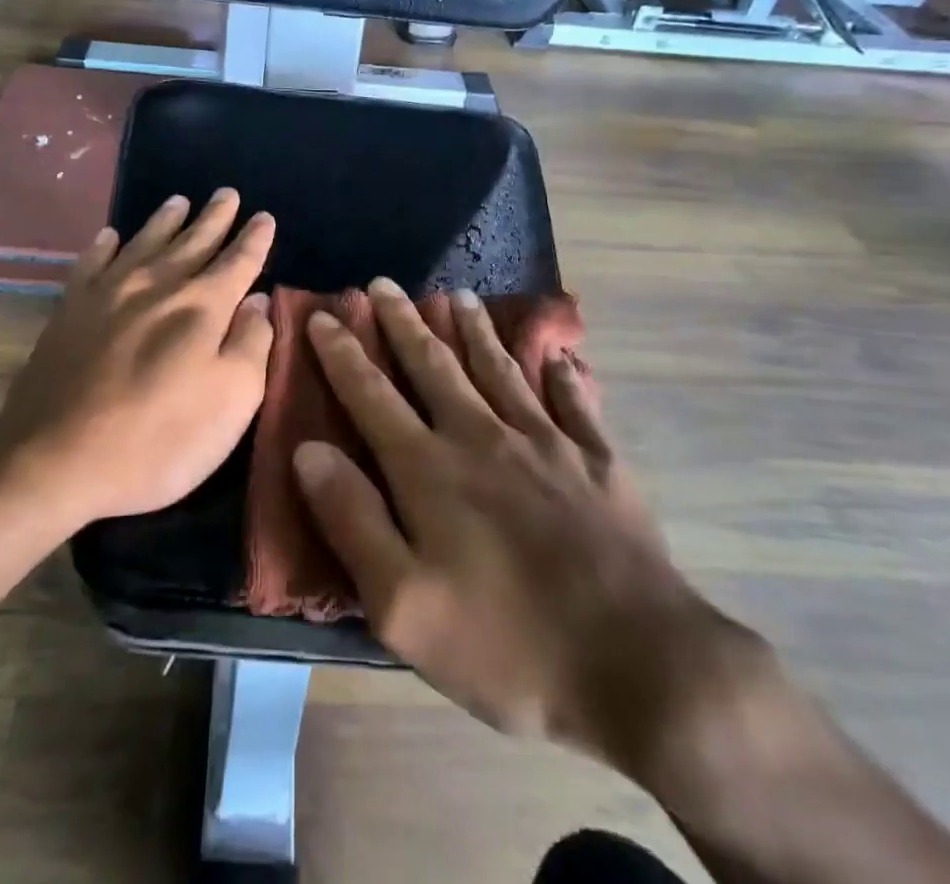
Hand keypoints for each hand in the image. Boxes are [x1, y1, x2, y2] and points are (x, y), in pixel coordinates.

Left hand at [0, 189, 275, 526]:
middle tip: (227, 193)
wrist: (56, 457)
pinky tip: (110, 236)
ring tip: (179, 201)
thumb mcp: (232, 401)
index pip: (238, 261)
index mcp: (202, 306)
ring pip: (145, 242)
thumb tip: (258, 301)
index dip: (254, 239)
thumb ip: (251, 344)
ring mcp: (108, 293)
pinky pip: (91, 262)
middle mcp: (158, 285)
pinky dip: (104, 245)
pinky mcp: (70, 309)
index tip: (263, 217)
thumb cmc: (159, 439)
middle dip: (215, 218)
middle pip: (193, 241)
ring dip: (166, 220)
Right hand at [294, 280, 766, 784]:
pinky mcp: (600, 461)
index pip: (372, 395)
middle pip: (434, 365)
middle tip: (383, 283)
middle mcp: (483, 436)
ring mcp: (547, 443)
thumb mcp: (404, 605)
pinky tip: (560, 356)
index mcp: (430, 469)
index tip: (323, 316)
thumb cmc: (507, 644)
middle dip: (403, 322)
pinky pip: (575, 402)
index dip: (343, 353)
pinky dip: (563, 374)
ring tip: (458, 295)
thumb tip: (309, 450)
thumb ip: (353, 520)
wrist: (640, 665)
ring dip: (474, 330)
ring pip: (500, 368)